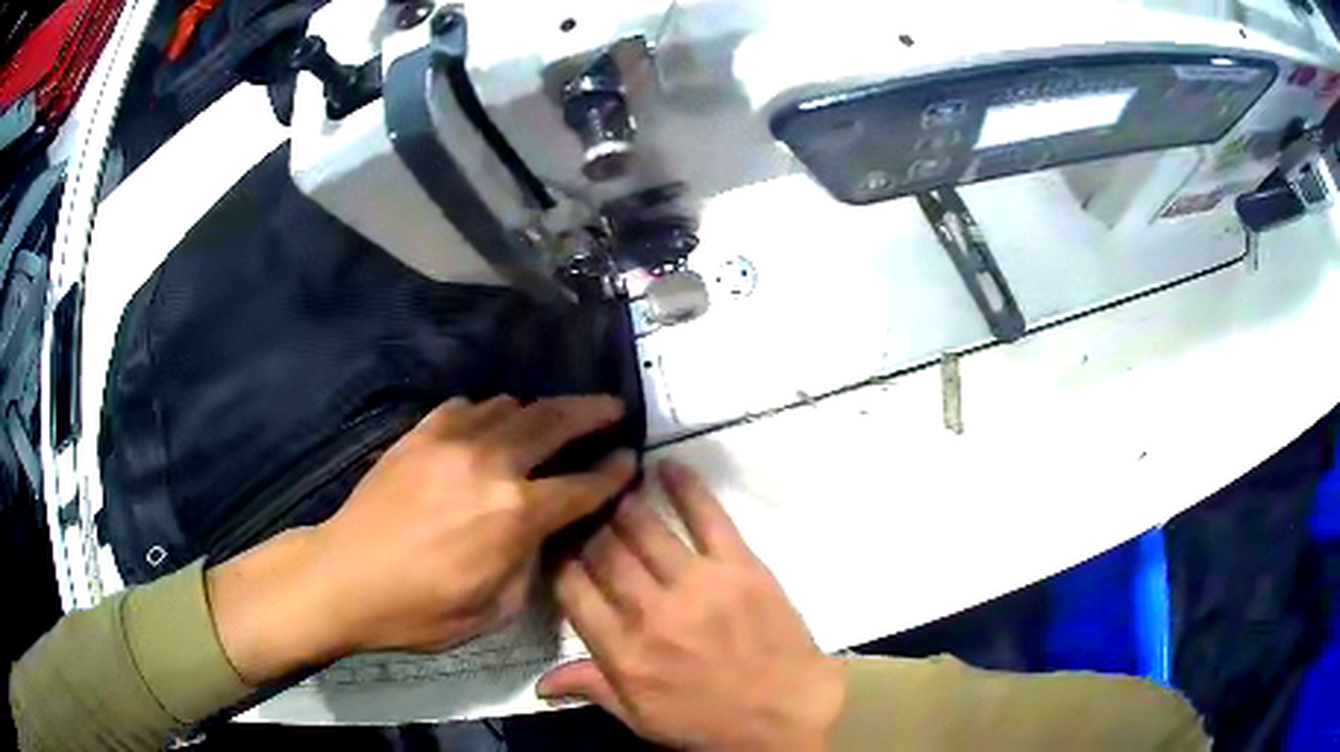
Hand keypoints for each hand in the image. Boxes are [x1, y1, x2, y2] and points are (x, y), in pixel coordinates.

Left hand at [207, 395, 634, 683]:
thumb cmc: (420, 609)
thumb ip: (528, 565)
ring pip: (510, 406)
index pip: (581, 485)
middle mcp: (490, 465)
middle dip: (591, 412)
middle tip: (612, 407)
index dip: (613, 472)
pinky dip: (489, 413)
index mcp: (514, 515)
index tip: (631, 458)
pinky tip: (489, 425)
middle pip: (554, 423)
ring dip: (539, 411)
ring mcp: (451, 442)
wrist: (344, 578)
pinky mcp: (419, 434)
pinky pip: (466, 407)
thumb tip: (540, 534)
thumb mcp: (493, 610)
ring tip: (551, 419)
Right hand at [538, 460, 845, 751]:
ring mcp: (696, 584)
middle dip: (585, 526)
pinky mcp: (739, 565)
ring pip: (643, 527)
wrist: (787, 712)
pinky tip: (666, 465)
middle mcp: (650, 612)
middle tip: (581, 510)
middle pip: (602, 550)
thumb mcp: (641, 719)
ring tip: (613, 487)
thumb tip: (539, 682)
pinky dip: (685, 486)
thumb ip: (591, 689)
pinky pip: (707, 516)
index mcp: (622, 652)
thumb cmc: (709, 721)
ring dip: (622, 503)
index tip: (558, 545)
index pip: (571, 589)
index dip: (558, 560)